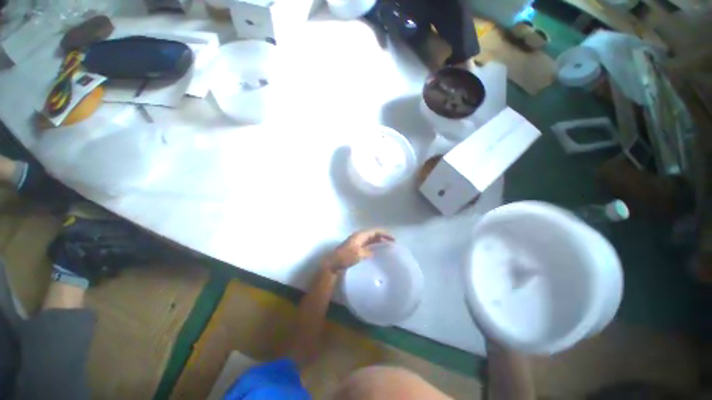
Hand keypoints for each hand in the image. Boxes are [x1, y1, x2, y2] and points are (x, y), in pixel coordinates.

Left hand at [323, 229, 393, 273]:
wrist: (334, 263)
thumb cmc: (345, 257)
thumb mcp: (358, 254)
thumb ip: (368, 252)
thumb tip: (374, 253)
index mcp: (360, 235)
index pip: (375, 232)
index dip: (385, 234)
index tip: (393, 239)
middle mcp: (359, 237)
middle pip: (373, 234)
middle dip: (382, 236)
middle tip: (391, 242)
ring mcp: (357, 242)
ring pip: (371, 239)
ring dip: (378, 241)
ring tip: (387, 245)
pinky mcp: (356, 248)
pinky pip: (367, 244)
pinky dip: (374, 245)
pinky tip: (377, 250)